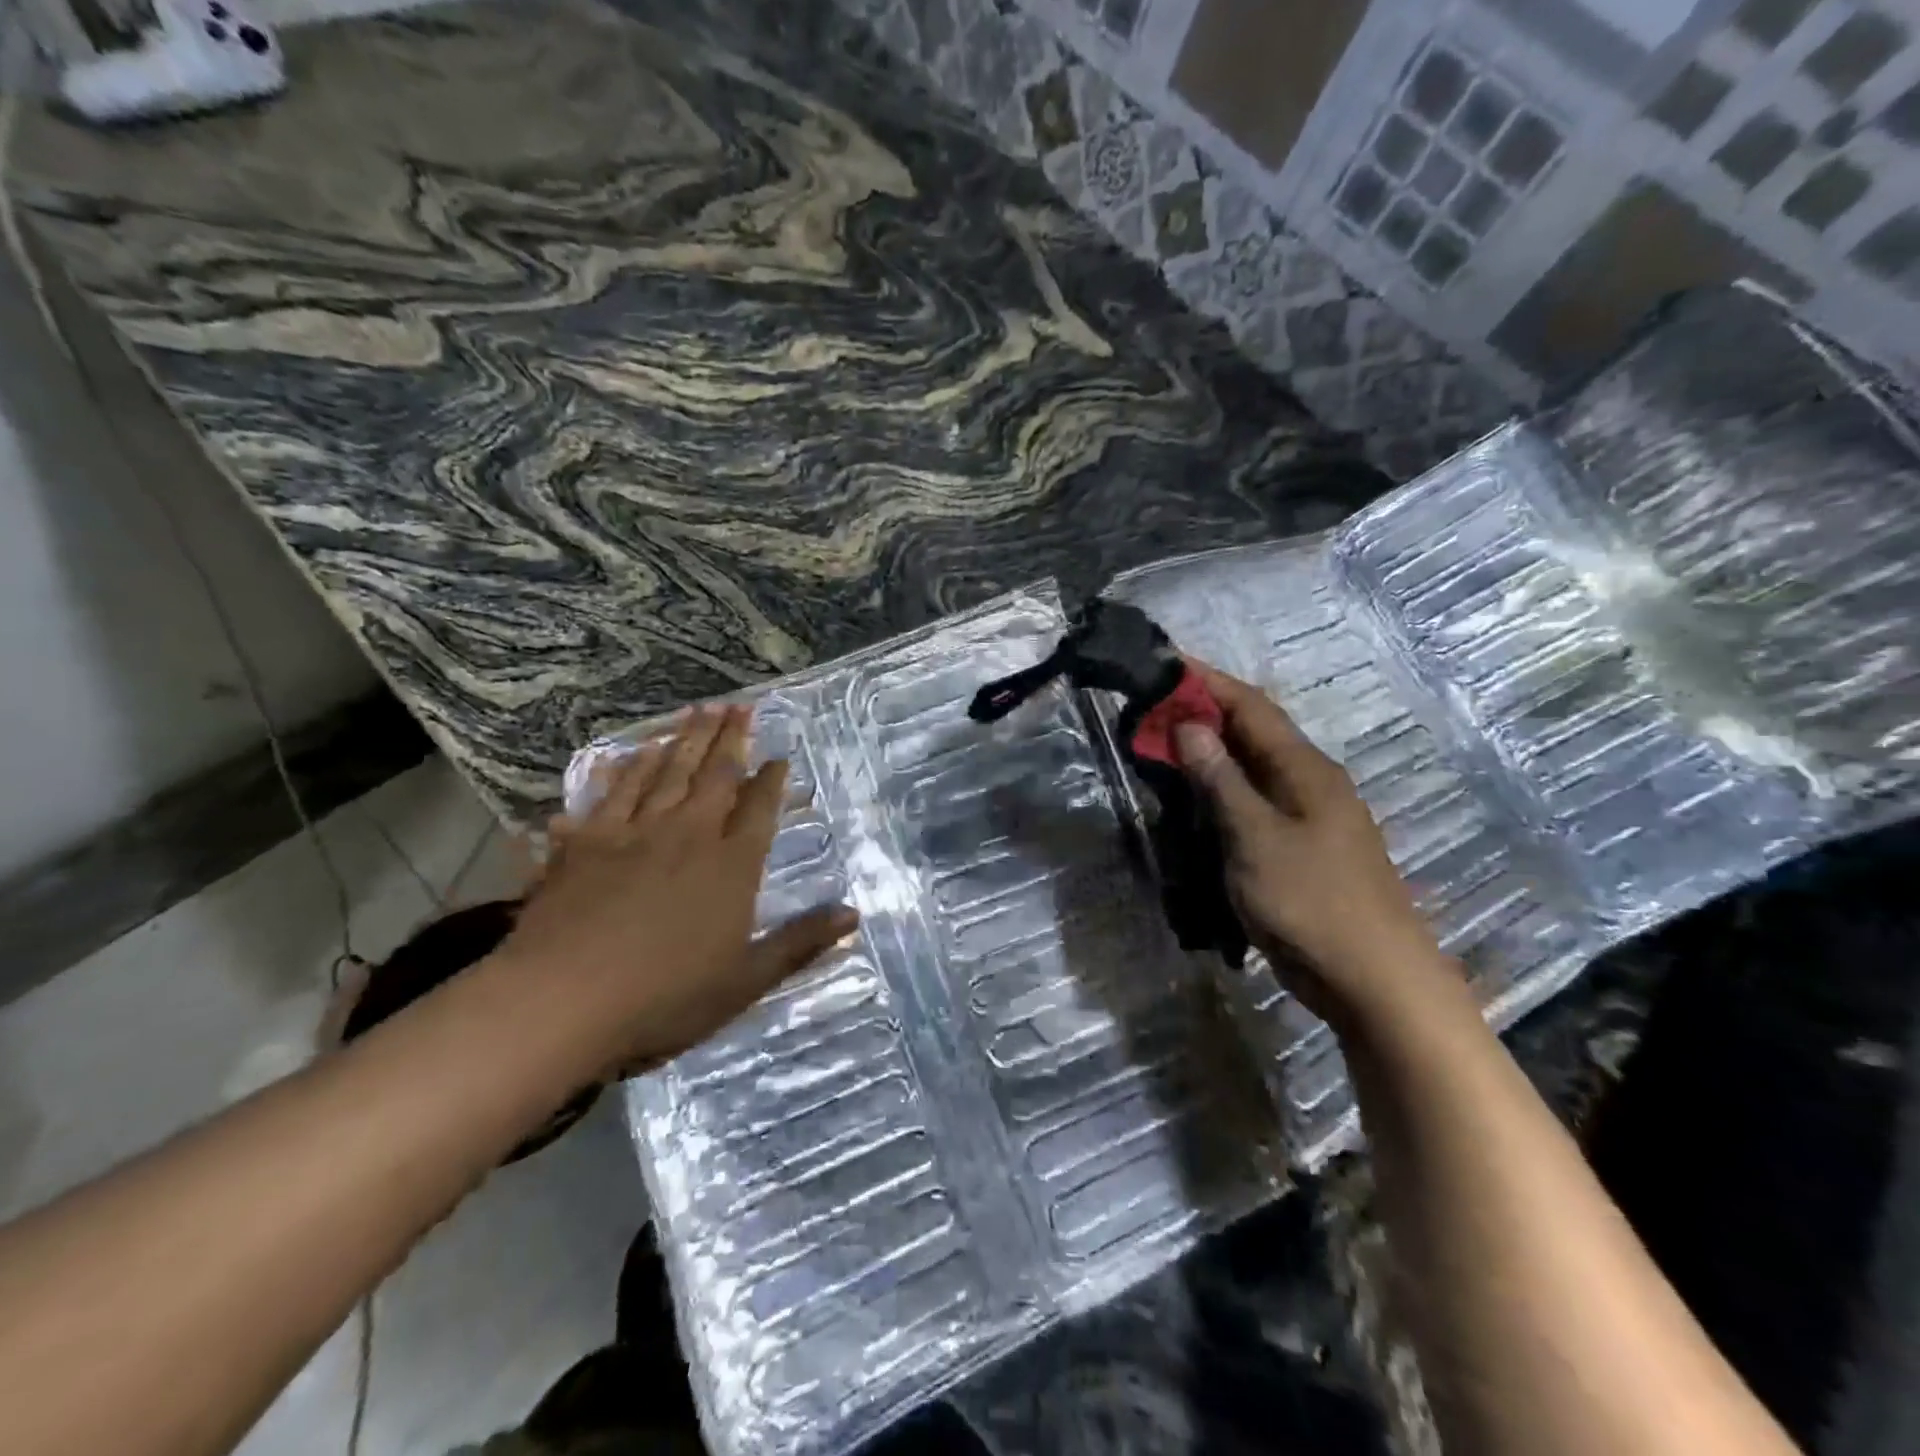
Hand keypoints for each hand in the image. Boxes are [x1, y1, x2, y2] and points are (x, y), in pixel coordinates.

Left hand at [496, 704, 857, 1073]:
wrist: (564, 999)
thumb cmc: (665, 996)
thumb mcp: (747, 980)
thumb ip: (800, 943)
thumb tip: (854, 914)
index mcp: (731, 865)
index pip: (759, 809)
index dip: (772, 780)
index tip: (780, 755)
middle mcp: (688, 834)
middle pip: (715, 775)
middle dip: (731, 739)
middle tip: (740, 706)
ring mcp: (635, 832)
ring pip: (667, 772)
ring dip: (686, 739)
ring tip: (700, 709)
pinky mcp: (587, 841)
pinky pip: (614, 792)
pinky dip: (627, 767)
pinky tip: (634, 751)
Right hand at [1173, 660, 1453, 1023]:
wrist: (1373, 980)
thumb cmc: (1312, 902)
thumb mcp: (1255, 837)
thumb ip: (1221, 780)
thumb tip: (1190, 725)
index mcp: (1305, 769)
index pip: (1250, 706)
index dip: (1207, 681)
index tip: (1164, 662)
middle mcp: (1309, 782)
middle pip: (1251, 733)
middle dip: (1202, 714)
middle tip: (1149, 709)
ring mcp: (1308, 817)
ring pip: (1251, 770)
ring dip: (1209, 754)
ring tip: (1161, 747)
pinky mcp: (1300, 849)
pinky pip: (1253, 804)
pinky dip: (1220, 792)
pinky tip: (1194, 802)